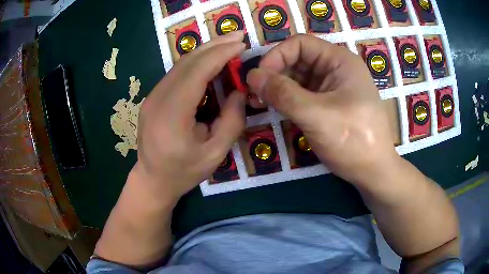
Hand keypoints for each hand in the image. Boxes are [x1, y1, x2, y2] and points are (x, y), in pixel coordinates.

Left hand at [135, 31, 245, 200]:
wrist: (153, 180)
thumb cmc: (184, 172)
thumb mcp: (216, 153)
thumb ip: (231, 121)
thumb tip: (239, 91)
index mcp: (172, 116)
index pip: (196, 73)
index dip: (220, 55)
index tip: (241, 45)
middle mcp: (157, 100)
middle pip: (187, 62)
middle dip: (214, 45)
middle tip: (238, 36)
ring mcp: (152, 97)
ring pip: (180, 64)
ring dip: (205, 51)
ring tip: (227, 44)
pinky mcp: (152, 98)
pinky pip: (175, 73)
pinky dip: (195, 62)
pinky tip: (210, 60)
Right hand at [247, 35, 398, 185]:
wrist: (373, 172)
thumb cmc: (353, 140)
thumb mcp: (317, 115)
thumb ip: (283, 94)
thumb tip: (251, 76)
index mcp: (340, 61)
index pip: (300, 44)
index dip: (276, 56)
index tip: (259, 78)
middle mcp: (336, 69)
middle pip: (298, 59)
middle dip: (275, 73)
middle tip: (255, 94)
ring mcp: (333, 87)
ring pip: (298, 78)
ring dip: (278, 88)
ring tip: (260, 103)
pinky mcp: (329, 104)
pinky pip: (303, 94)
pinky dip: (287, 100)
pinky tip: (275, 109)